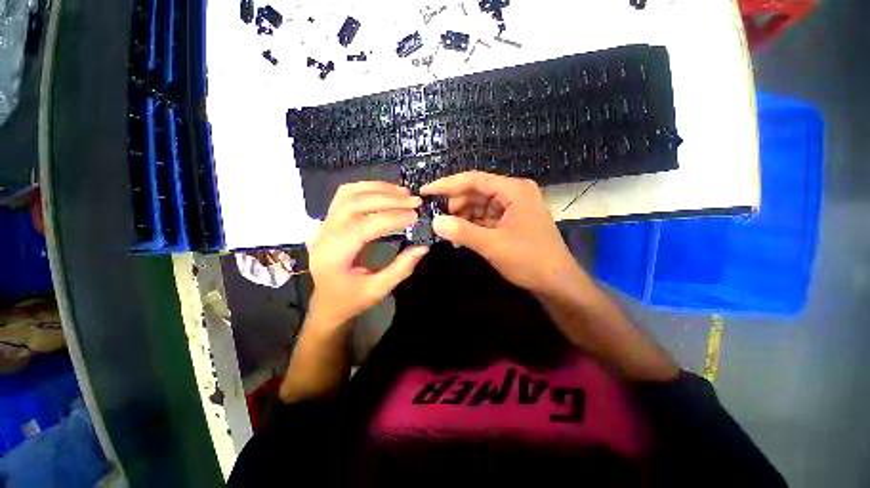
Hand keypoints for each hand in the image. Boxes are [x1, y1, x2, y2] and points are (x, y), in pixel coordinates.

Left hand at [306, 182, 428, 327]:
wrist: (326, 303)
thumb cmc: (350, 300)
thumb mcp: (377, 290)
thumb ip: (401, 268)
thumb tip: (423, 246)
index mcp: (333, 256)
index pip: (362, 227)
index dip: (391, 218)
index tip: (415, 216)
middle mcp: (324, 234)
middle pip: (355, 205)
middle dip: (388, 200)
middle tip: (414, 201)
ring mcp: (324, 224)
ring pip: (348, 194)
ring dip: (378, 189)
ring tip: (403, 192)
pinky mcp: (329, 219)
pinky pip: (345, 195)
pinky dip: (367, 188)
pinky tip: (385, 191)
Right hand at [422, 171, 581, 296]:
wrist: (557, 283)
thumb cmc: (530, 260)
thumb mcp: (493, 245)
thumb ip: (462, 232)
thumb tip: (435, 222)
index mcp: (514, 190)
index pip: (474, 180)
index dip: (448, 184)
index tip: (426, 191)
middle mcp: (513, 194)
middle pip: (476, 192)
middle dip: (454, 203)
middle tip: (433, 215)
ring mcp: (512, 208)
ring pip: (479, 206)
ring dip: (461, 216)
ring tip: (444, 228)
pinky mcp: (510, 221)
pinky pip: (485, 218)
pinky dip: (471, 225)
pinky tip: (458, 235)